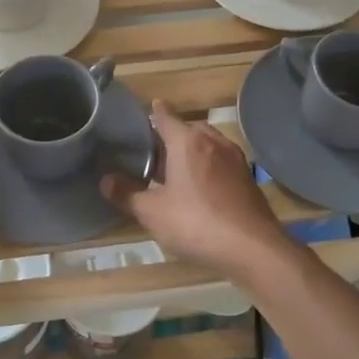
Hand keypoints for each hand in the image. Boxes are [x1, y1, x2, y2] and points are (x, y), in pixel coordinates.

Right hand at [101, 100, 295, 277]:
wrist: (253, 248)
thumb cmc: (196, 223)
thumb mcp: (152, 212)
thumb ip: (127, 194)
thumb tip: (105, 180)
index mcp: (187, 142)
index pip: (166, 117)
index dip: (154, 113)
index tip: (146, 109)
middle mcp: (213, 142)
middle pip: (188, 129)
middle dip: (172, 135)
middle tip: (153, 151)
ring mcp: (234, 159)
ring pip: (208, 144)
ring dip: (192, 150)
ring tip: (175, 168)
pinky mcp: (247, 178)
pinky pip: (221, 161)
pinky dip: (208, 165)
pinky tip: (200, 186)